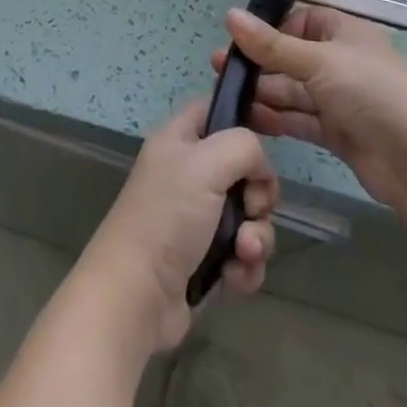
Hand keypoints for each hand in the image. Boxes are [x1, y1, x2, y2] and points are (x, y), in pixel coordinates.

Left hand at [75, 98, 278, 354]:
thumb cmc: (168, 217)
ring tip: (243, 251)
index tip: (269, 136)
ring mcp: (200, 219)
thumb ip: (243, 147)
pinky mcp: (209, 260)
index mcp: (180, 140)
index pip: (215, 109)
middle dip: (259, 193)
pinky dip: (246, 266)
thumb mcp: (205, 164)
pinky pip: (245, 254)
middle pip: (244, 168)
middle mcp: (190, 174)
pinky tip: (233, 277)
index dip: (243, 117)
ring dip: (256, 236)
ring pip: (251, 216)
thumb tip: (260, 167)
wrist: (137, 296)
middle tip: (251, 207)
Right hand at [216, 3, 406, 214]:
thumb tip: (230, 15)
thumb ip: (272, 44)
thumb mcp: (319, 61)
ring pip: (294, 90)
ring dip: (264, 92)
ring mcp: (341, 99)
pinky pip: (301, 119)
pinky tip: (250, 119)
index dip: (272, 28)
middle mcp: (342, 61)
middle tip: (219, 68)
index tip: (238, 38)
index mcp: (344, 32)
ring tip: (226, 95)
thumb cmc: (371, 92)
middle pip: (293, 57)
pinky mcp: (339, 133)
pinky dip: (278, 118)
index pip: (301, 21)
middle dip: (259, 63)